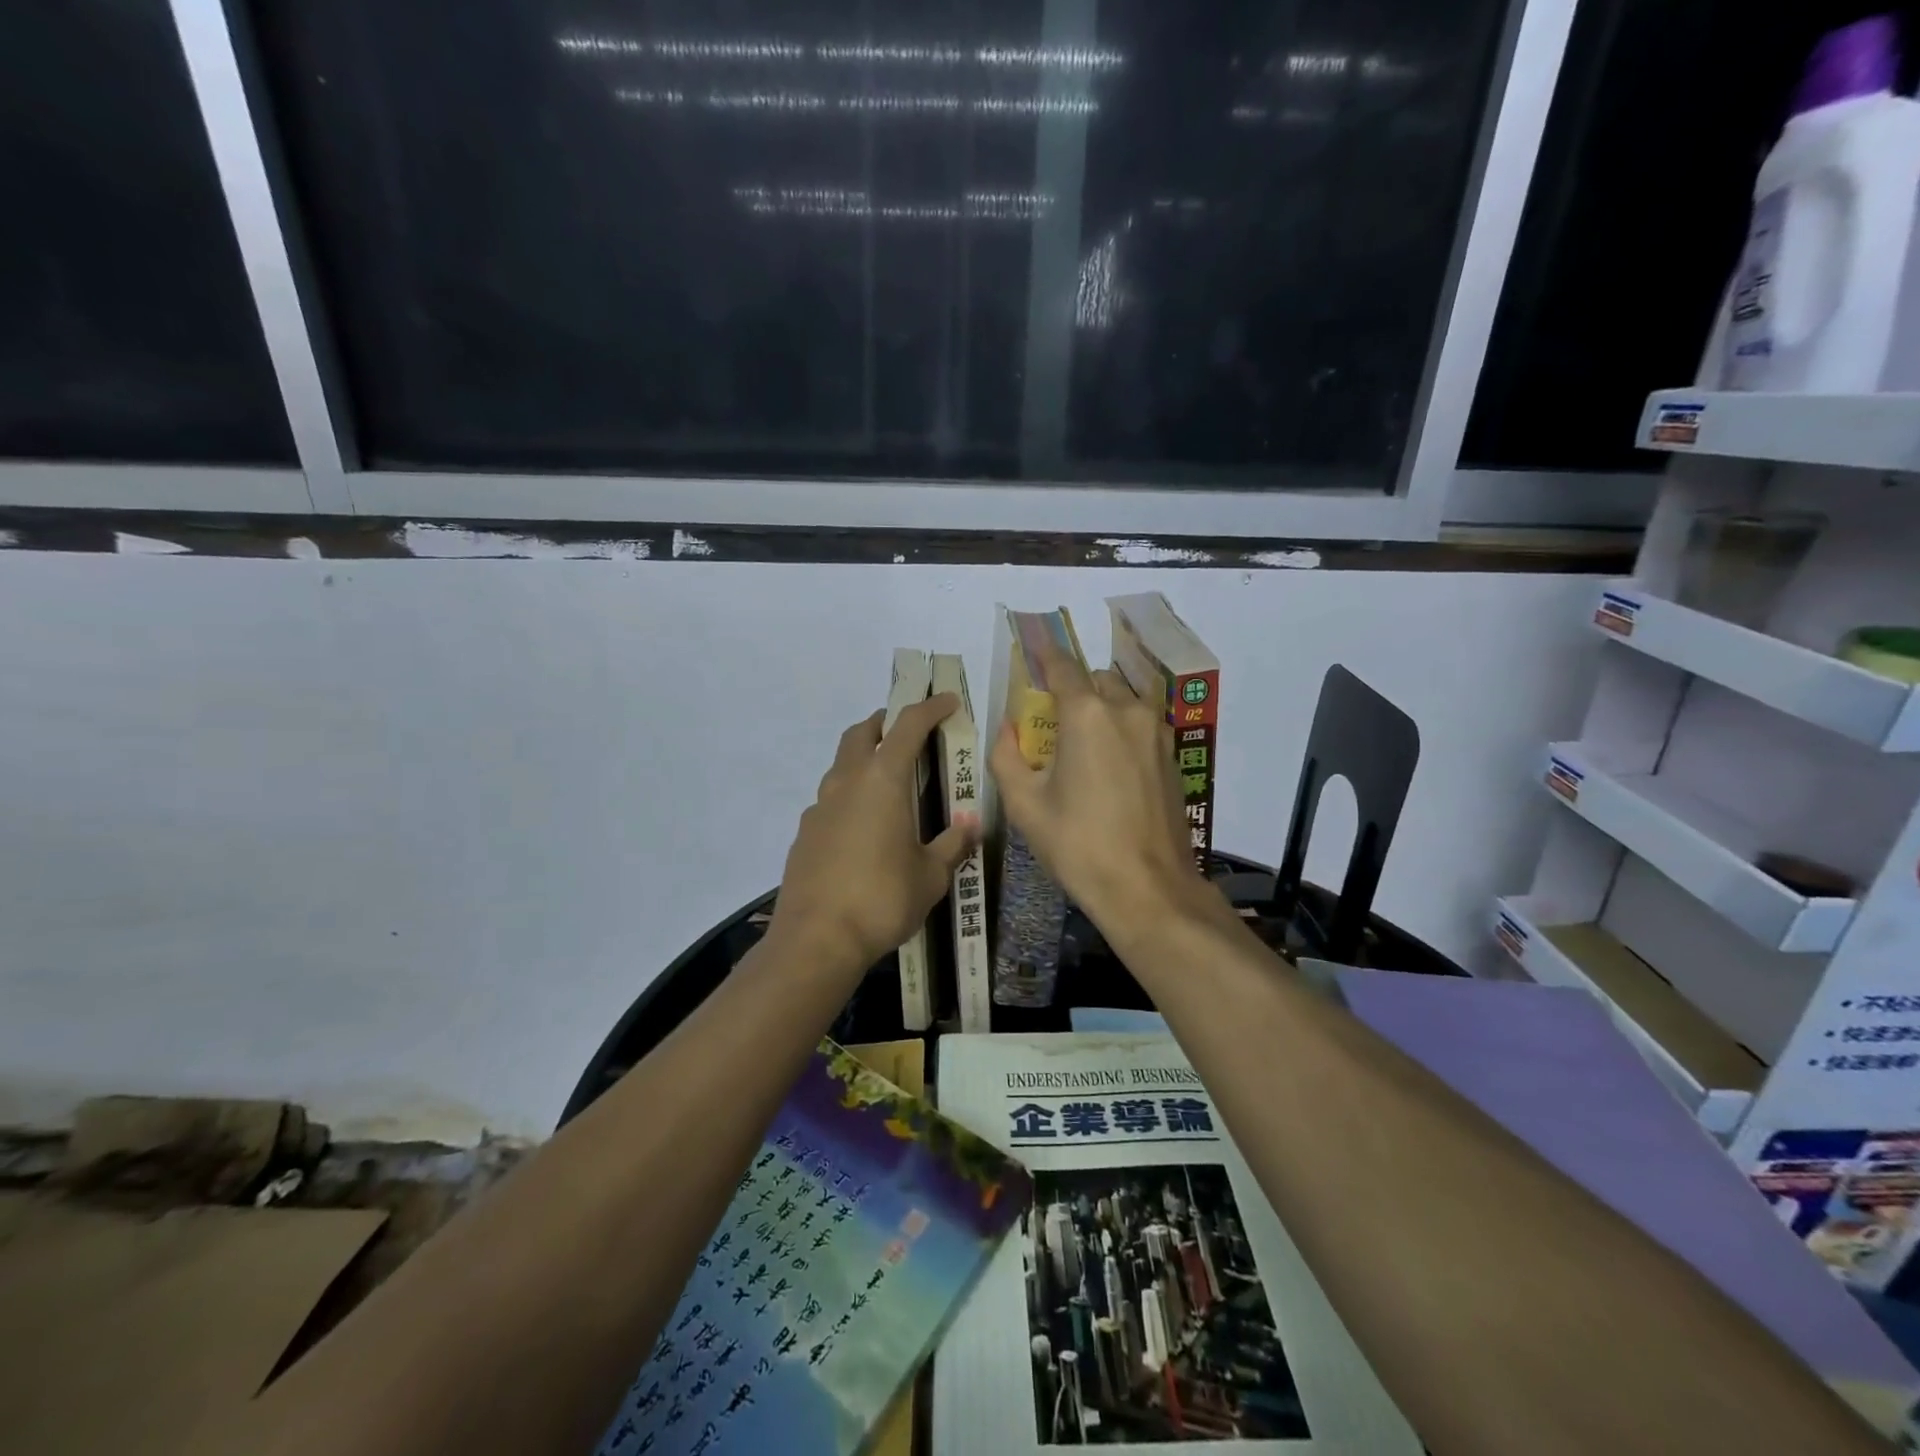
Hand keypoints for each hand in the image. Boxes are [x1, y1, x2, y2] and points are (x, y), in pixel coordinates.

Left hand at [769, 696, 977, 977]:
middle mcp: (847, 782)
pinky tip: (864, 826)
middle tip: (908, 731)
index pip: (908, 727)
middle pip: (861, 733)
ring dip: (864, 757)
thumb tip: (971, 822)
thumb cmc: (882, 899)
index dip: (930, 708)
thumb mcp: (931, 875)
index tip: (947, 701)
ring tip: (889, 780)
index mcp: (882, 781)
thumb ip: (952, 844)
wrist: (816, 940)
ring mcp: (819, 807)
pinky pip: (830, 799)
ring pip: (841, 764)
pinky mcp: (805, 833)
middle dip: (885, 723)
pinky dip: (850, 794)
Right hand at [989, 641, 1214, 944]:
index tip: (1033, 647)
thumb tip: (1009, 729)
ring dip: (1101, 708)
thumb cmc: (1078, 844)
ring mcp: (1156, 732)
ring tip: (1082, 745)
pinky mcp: (1172, 756)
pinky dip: (1121, 729)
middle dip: (1073, 690)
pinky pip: (1140, 725)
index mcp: (1087, 714)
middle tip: (1053, 721)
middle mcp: (1127, 710)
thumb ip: (1006, 756)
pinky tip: (1108, 766)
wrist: (1147, 887)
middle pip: (1095, 681)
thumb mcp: (1024, 804)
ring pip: (1123, 701)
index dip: (1045, 656)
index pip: (1062, 667)